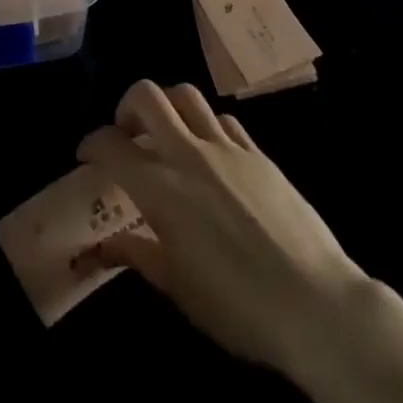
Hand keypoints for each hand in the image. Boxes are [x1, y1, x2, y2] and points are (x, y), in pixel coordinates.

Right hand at [77, 80, 367, 382]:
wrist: (316, 305)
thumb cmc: (238, 307)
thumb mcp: (177, 288)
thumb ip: (137, 255)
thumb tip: (101, 247)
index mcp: (159, 188)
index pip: (110, 145)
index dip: (91, 145)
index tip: (86, 156)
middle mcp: (188, 154)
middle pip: (146, 95)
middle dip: (126, 107)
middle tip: (127, 134)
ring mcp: (226, 148)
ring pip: (185, 95)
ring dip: (167, 105)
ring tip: (166, 132)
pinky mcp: (257, 153)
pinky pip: (223, 119)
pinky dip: (206, 125)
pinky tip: (209, 152)